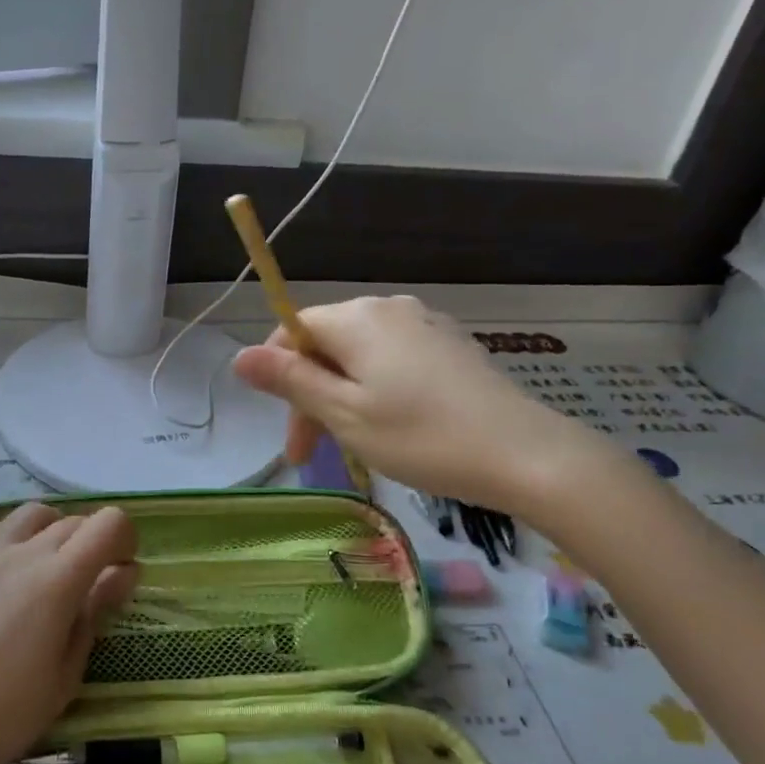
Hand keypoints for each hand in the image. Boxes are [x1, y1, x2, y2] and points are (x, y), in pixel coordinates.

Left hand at [0, 502, 137, 763]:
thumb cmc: (4, 712)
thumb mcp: (66, 673)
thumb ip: (96, 612)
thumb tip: (123, 572)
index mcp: (57, 579)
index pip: (107, 524)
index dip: (126, 541)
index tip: (123, 573)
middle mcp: (22, 551)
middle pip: (75, 520)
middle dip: (95, 543)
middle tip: (93, 586)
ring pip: (34, 514)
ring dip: (56, 531)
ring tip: (52, 570)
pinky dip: (18, 536)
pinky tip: (12, 572)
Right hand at [232, 295, 612, 515]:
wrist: (525, 454)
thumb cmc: (422, 437)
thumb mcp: (344, 414)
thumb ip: (290, 381)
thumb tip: (239, 356)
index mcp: (357, 318)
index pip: (293, 330)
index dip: (278, 378)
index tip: (290, 438)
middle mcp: (389, 308)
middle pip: (327, 344)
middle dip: (311, 396)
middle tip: (314, 455)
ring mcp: (425, 325)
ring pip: (360, 357)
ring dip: (343, 398)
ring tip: (354, 446)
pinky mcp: (451, 346)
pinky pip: (394, 361)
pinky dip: (377, 392)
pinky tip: (393, 428)